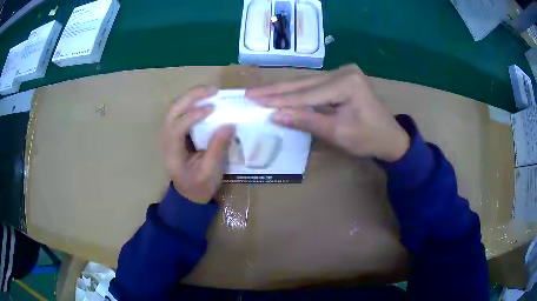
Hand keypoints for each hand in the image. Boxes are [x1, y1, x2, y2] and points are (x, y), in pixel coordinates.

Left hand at [162, 86, 234, 203]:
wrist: (188, 194)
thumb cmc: (198, 186)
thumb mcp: (210, 172)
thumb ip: (218, 149)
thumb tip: (230, 125)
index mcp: (172, 151)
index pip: (178, 126)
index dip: (194, 115)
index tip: (213, 108)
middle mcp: (167, 138)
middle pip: (173, 110)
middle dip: (192, 97)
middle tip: (213, 91)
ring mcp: (170, 133)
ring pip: (176, 107)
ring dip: (191, 96)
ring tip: (210, 92)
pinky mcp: (176, 132)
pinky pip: (181, 111)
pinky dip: (192, 102)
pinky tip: (205, 100)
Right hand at [246, 65, 408, 161]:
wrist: (391, 138)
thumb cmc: (369, 139)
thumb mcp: (338, 133)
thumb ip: (307, 121)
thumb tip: (276, 115)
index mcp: (346, 83)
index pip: (306, 94)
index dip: (279, 99)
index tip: (253, 100)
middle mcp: (343, 72)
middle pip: (304, 84)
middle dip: (276, 90)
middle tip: (250, 93)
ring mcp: (343, 74)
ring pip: (307, 84)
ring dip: (283, 90)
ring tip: (260, 93)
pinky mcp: (342, 80)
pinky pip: (314, 87)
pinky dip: (297, 93)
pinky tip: (281, 94)